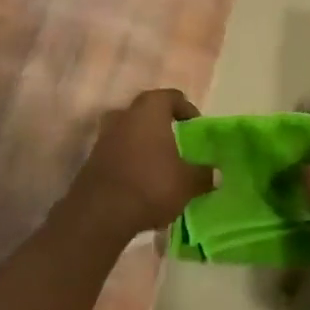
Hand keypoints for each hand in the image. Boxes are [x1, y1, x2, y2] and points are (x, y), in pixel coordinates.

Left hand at [66, 89, 211, 243]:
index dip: (186, 109)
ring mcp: (105, 136)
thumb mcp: (187, 183)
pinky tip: (142, 180)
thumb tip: (216, 174)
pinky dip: (131, 160)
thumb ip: (203, 175)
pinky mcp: (93, 158)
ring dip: (144, 143)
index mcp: (149, 110)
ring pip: (130, 131)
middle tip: (178, 144)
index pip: (171, 96)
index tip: (196, 128)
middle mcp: (124, 115)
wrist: (100, 213)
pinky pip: (118, 151)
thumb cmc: (150, 185)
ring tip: (160, 164)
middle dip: (163, 125)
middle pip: (147, 111)